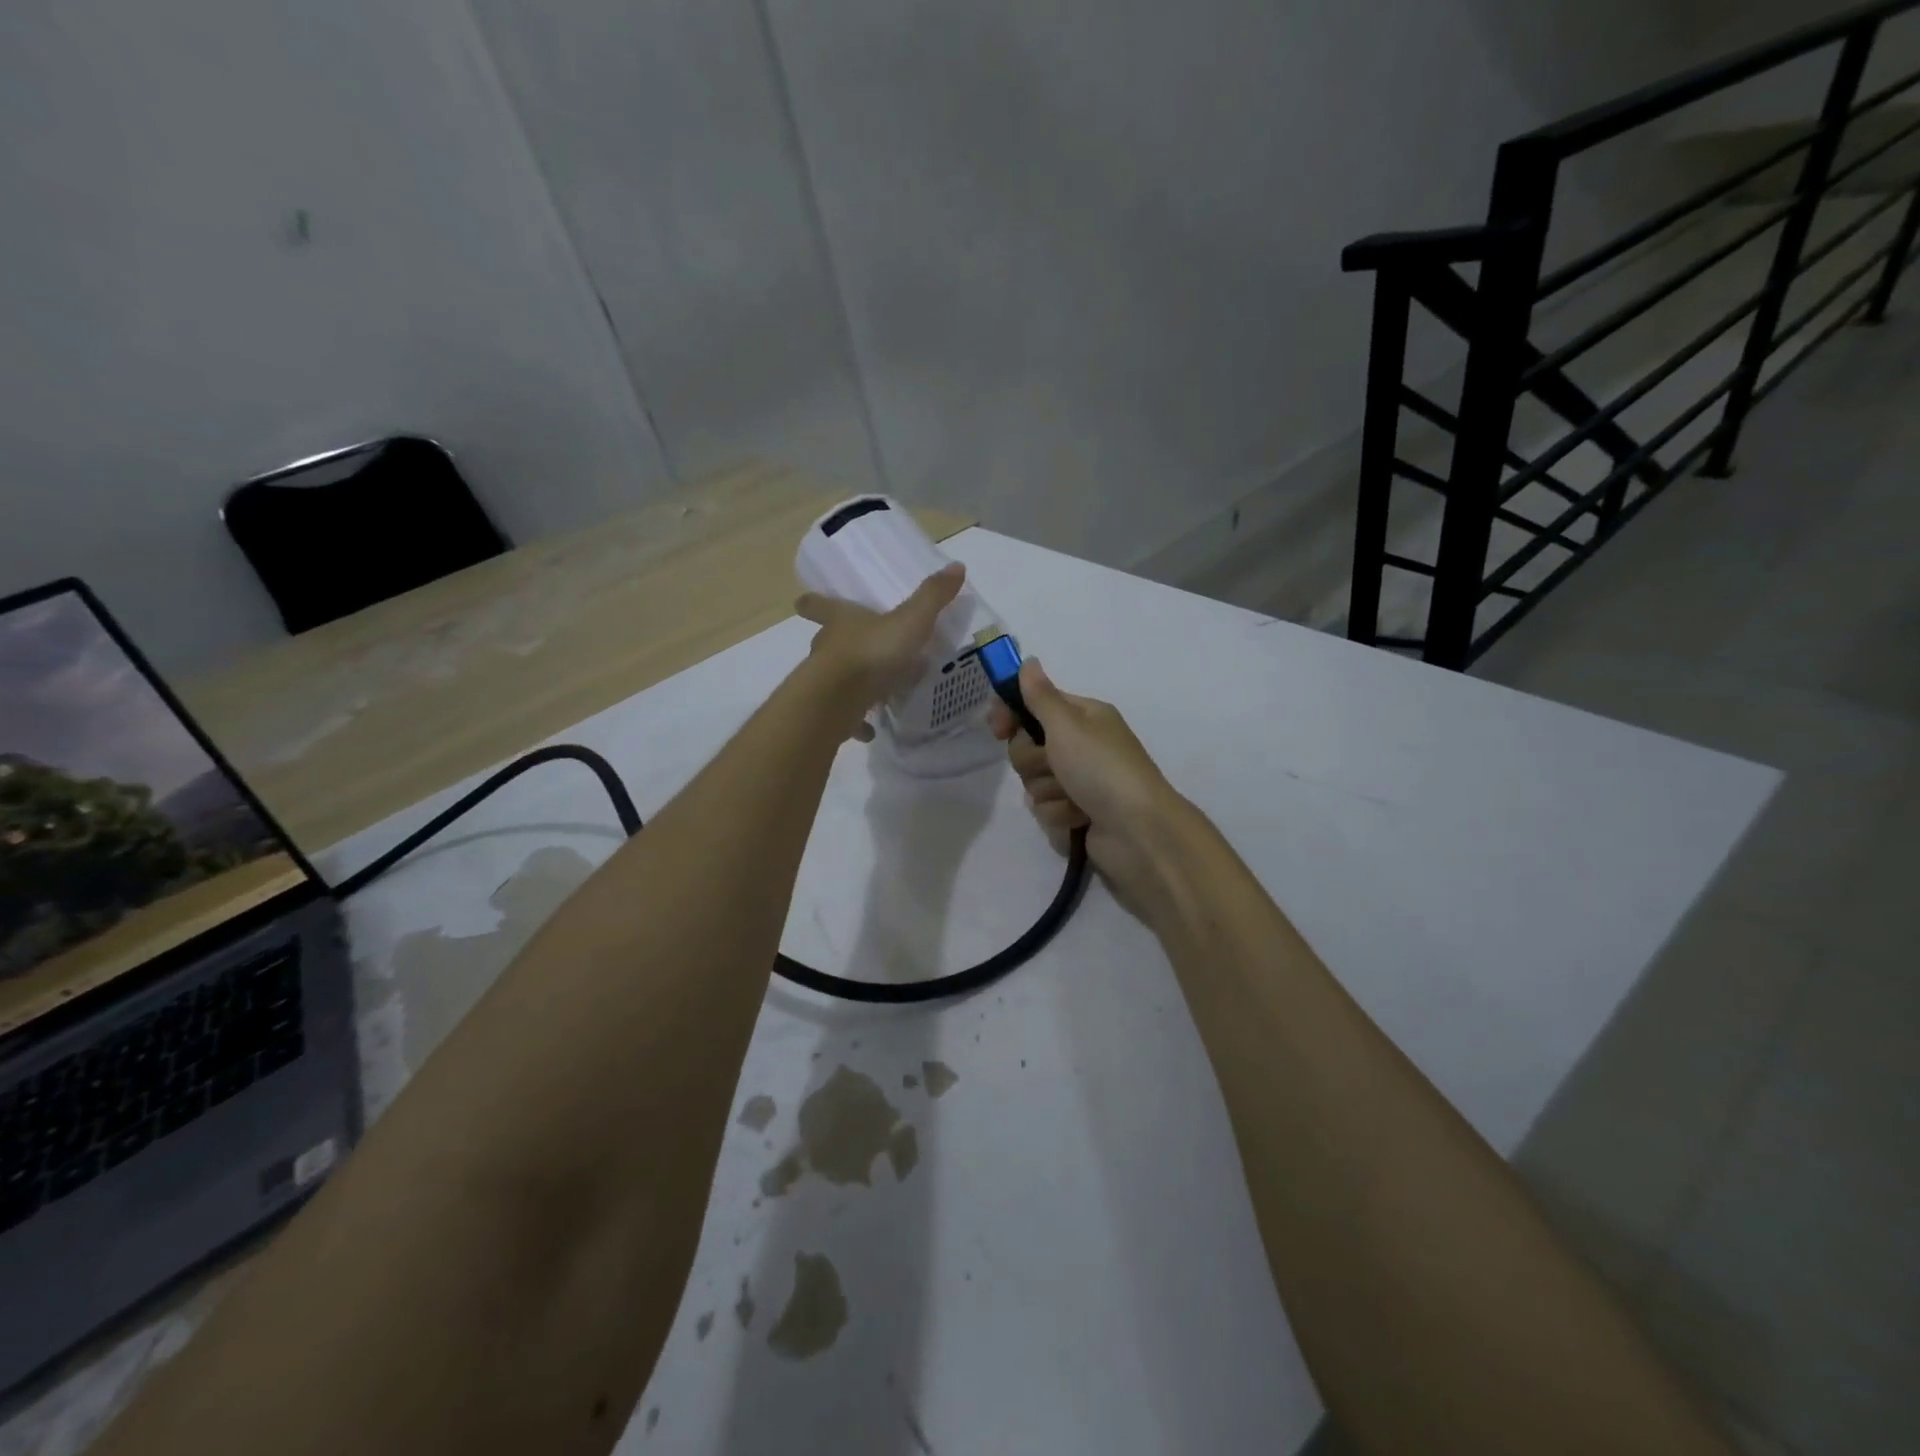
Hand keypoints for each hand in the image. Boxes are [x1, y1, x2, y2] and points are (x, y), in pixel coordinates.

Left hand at [796, 564, 965, 740]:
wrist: (839, 699)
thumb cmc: (872, 652)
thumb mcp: (910, 620)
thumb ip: (932, 597)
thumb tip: (956, 566)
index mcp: (841, 622)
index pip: (820, 606)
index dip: (814, 603)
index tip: (803, 602)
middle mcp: (827, 649)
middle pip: (825, 641)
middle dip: (837, 644)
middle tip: (858, 649)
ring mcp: (825, 684)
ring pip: (834, 679)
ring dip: (850, 684)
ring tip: (873, 692)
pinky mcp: (830, 714)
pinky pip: (844, 717)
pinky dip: (856, 723)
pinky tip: (870, 731)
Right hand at [988, 660, 1196, 921]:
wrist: (1138, 831)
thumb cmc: (1102, 768)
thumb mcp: (1067, 725)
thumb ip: (1040, 696)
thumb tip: (1028, 661)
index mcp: (1083, 716)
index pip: (1034, 704)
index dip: (1012, 714)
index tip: (998, 728)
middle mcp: (1080, 744)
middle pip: (1027, 746)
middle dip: (1033, 760)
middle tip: (1054, 765)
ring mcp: (1079, 780)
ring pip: (1034, 780)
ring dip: (1048, 790)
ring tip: (1074, 797)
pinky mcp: (1076, 812)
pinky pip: (1046, 808)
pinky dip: (1060, 813)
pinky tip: (1080, 818)